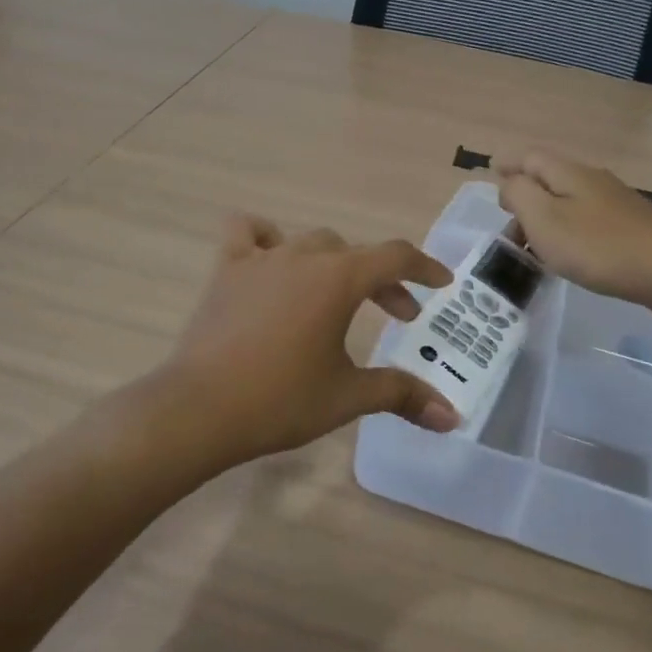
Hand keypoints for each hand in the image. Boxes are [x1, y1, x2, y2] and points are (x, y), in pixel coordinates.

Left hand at [158, 217, 459, 464]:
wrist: (199, 409)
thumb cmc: (280, 400)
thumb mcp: (347, 396)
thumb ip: (402, 395)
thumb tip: (452, 417)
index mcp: (338, 279)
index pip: (394, 256)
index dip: (424, 267)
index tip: (441, 283)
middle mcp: (303, 256)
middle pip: (354, 253)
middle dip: (382, 280)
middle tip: (396, 315)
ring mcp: (260, 259)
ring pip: (308, 243)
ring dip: (333, 262)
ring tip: (337, 294)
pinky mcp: (226, 269)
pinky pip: (247, 233)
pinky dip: (265, 239)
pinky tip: (271, 261)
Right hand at [495, 149, 651, 310]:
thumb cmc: (599, 246)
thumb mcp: (544, 219)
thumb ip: (519, 195)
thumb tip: (509, 183)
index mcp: (568, 173)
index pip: (529, 156)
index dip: (508, 163)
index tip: (491, 172)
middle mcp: (592, 179)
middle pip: (549, 176)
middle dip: (524, 194)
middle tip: (507, 224)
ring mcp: (615, 202)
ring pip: (567, 200)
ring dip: (545, 216)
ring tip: (532, 246)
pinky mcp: (630, 226)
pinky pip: (586, 219)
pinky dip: (566, 230)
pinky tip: (568, 254)